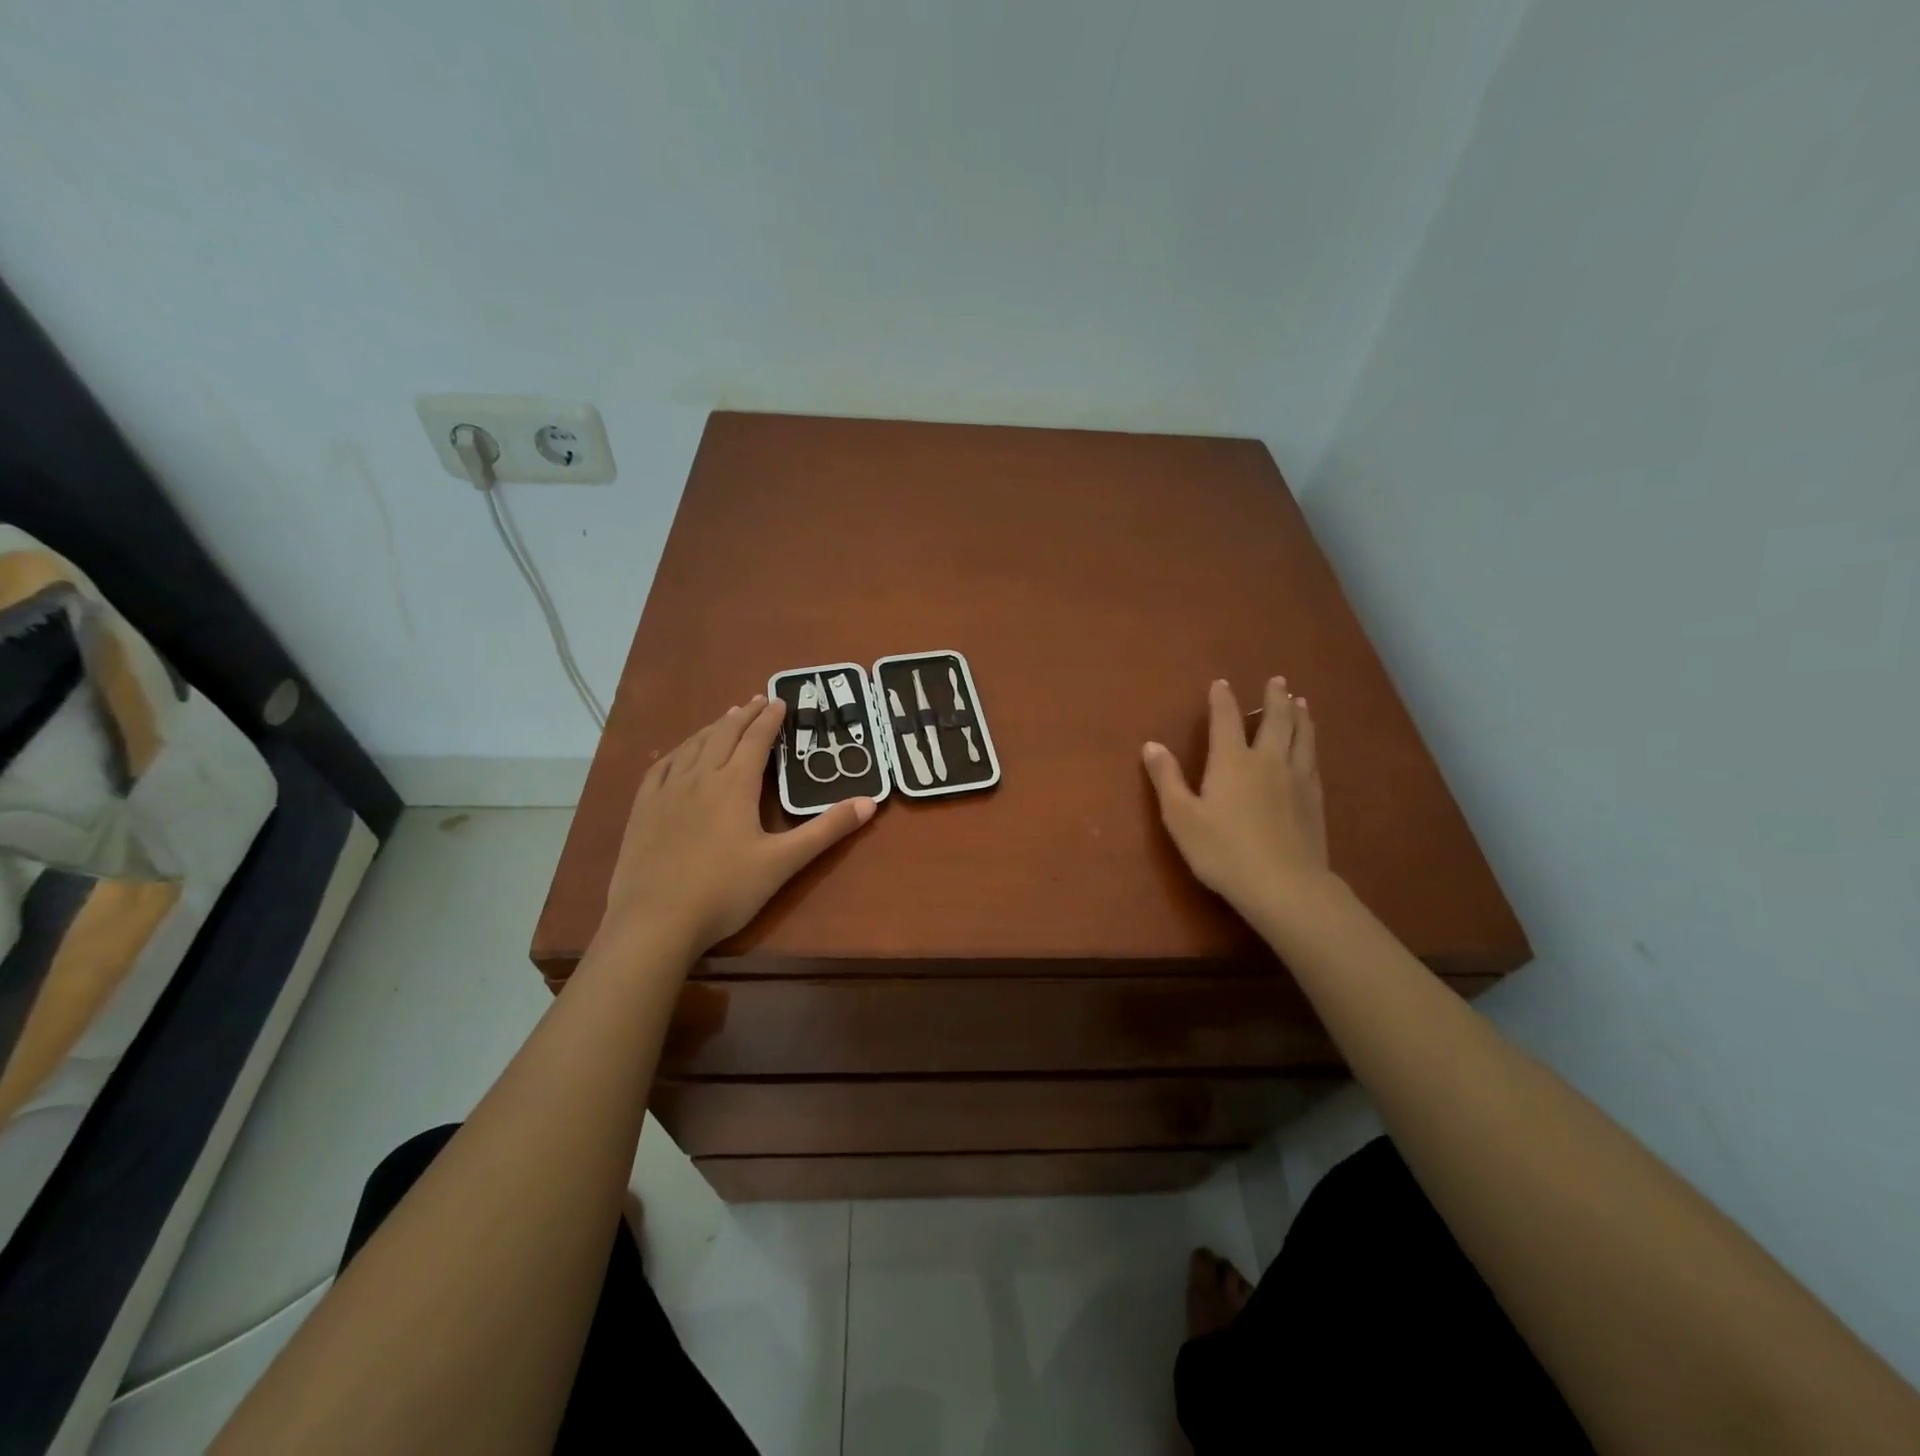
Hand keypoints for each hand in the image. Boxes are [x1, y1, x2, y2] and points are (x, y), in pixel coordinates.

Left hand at [599, 695, 875, 955]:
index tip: (780, 701)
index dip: (770, 719)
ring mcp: (666, 792)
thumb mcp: (783, 862)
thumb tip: (870, 802)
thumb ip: (826, 830)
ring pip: (693, 746)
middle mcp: (700, 777)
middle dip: (744, 715)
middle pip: (724, 734)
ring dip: (714, 727)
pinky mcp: (643, 809)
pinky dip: (678, 750)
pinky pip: (661, 766)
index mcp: (734, 785)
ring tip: (727, 716)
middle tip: (758, 699)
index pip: (756, 740)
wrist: (655, 921)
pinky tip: (680, 752)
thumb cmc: (725, 891)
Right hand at [1142, 678, 1331, 920]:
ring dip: (1299, 716)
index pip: (1226, 719)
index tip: (1222, 683)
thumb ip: (1167, 779)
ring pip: (1301, 737)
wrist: (1284, 885)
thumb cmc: (1223, 851)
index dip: (1223, 699)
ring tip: (1300, 702)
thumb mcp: (1181, 818)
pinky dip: (1310, 743)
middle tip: (1277, 680)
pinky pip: (1313, 760)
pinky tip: (1310, 747)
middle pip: (1274, 721)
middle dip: (1273, 698)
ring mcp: (1296, 779)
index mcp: (1232, 761)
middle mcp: (1267, 760)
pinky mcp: (1314, 799)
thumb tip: (1151, 745)